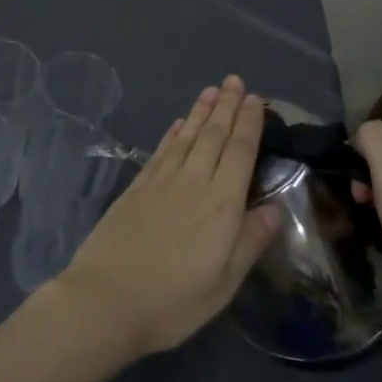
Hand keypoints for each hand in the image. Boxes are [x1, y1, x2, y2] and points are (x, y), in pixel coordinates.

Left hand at [52, 75, 279, 359]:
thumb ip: (250, 241)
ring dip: (201, 111)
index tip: (255, 99)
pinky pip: (161, 150)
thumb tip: (275, 207)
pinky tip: (179, 123)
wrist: (106, 299)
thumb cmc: (173, 301)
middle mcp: (193, 182)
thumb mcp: (224, 284)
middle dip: (227, 106)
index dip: (248, 123)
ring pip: (187, 137)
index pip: (240, 152)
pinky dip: (173, 133)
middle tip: (235, 80)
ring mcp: (161, 181)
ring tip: (212, 90)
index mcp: (221, 205)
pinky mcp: (137, 187)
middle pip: (213, 136)